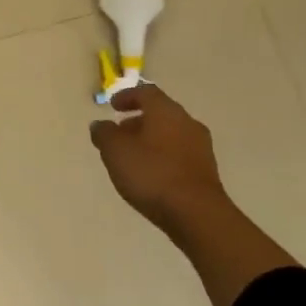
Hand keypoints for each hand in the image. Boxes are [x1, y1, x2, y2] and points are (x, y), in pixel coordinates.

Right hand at [89, 84, 234, 251]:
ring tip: (132, 156)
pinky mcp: (206, 171)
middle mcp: (187, 122)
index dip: (127, 96)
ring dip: (150, 139)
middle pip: (160, 113)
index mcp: (166, 111)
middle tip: (120, 132)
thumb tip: (100, 124)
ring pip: (171, 134)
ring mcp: (200, 147)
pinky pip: (179, 153)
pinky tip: (151, 174)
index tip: (112, 106)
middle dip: (138, 120)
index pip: (146, 92)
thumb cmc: (152, 174)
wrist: (197, 214)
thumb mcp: (115, 151)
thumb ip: (104, 134)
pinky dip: (163, 156)